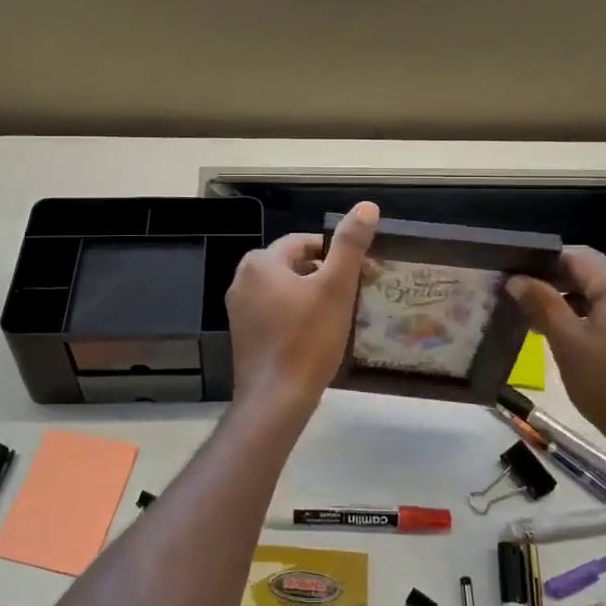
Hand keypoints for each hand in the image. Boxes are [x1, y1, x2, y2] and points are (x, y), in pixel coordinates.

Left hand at [226, 202, 378, 418]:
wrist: (276, 399)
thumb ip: (350, 245)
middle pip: (293, 265)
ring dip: (310, 295)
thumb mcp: (336, 288)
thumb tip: (367, 206)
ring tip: (337, 314)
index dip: (335, 254)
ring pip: (284, 289)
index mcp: (261, 262)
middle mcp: (243, 279)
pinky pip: (274, 311)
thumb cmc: (307, 340)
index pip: (305, 242)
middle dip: (323, 274)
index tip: (360, 272)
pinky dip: (295, 314)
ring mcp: (239, 309)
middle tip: (352, 294)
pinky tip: (315, 334)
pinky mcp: (243, 334)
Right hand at [507, 247, 605, 474]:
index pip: (575, 258)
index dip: (542, 264)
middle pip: (590, 276)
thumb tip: (516, 278)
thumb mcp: (567, 343)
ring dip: (571, 304)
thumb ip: (541, 304)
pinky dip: (591, 320)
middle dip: (555, 286)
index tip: (514, 279)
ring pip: (602, 297)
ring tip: (539, 324)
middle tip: (521, 303)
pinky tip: (571, 340)